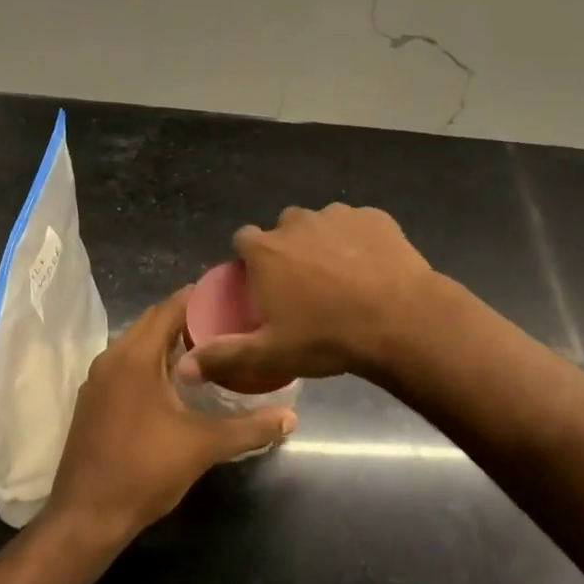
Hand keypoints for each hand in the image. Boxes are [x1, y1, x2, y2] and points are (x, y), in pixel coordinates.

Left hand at [46, 289, 295, 543]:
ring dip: (168, 340)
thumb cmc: (144, 471)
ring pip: (137, 343)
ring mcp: (98, 379)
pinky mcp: (93, 400)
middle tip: (226, 320)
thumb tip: (290, 418)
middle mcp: (112, 357)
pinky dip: (151, 360)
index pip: (169, 308)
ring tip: (207, 346)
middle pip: (152, 321)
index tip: (229, 294)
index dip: (199, 297)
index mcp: (135, 356)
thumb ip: (249, 428)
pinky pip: (126, 364)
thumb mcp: (203, 447)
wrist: (85, 518)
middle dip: (187, 317)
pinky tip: (176, 380)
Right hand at [175, 204, 434, 390]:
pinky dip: (359, 241)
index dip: (250, 261)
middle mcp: (297, 222)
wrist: (400, 319)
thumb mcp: (271, 355)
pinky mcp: (374, 216)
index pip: (243, 240)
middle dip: (288, 251)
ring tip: (343, 280)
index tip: (262, 285)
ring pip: (321, 225)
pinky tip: (372, 269)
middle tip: (305, 288)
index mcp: (267, 249)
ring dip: (324, 244)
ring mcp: (338, 215)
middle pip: (283, 230)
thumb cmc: (327, 337)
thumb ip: (224, 357)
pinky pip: (358, 226)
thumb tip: (183, 368)